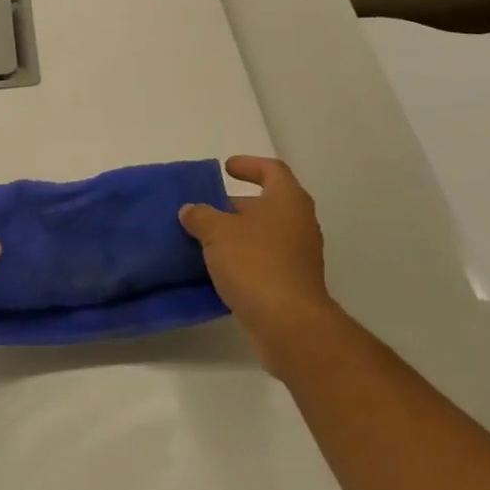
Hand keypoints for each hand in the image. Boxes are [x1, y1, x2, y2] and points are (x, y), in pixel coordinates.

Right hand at [179, 156, 338, 378]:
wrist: (289, 324)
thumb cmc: (255, 264)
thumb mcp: (217, 232)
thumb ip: (201, 216)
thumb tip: (191, 210)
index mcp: (287, 201)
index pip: (272, 170)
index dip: (249, 165)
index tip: (226, 168)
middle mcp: (299, 224)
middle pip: (267, 204)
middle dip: (235, 205)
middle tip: (206, 208)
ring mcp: (299, 256)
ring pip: (264, 235)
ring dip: (237, 235)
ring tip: (205, 239)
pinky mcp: (292, 284)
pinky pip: (263, 262)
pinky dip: (242, 260)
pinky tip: (217, 269)